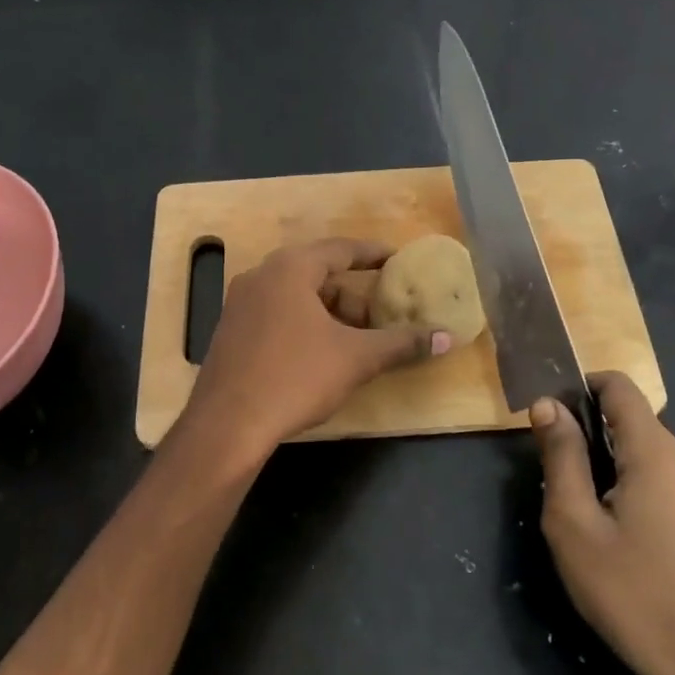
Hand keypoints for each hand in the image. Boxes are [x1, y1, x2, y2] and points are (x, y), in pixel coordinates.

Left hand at [180, 238, 451, 465]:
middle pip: (318, 274)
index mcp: (289, 269)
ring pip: (296, 297)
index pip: (340, 249)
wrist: (227, 425)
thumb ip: (402, 344)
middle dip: (353, 294)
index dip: (372, 254)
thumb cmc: (295, 378)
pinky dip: (305, 324)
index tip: (397, 259)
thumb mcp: (356, 359)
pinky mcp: (231, 331)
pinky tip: (321, 354)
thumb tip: (446, 337)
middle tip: (381, 315)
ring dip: (329, 313)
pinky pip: (277, 314)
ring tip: (356, 341)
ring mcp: (240, 304)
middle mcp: (261, 276)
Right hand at [531, 372, 674, 674]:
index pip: (618, 386)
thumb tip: (548, 404)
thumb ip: (561, 456)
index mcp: (656, 452)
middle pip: (629, 424)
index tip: (550, 420)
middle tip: (560, 490)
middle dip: (588, 440)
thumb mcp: (575, 524)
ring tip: (588, 525)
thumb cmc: (633, 595)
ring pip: (644, 458)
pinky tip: (623, 545)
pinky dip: (633, 493)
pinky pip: (663, 485)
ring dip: (610, 472)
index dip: (580, 388)